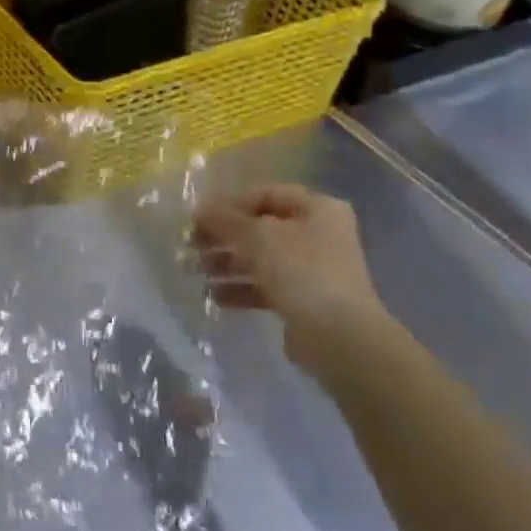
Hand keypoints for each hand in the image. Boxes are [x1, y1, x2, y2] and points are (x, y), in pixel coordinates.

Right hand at [192, 184, 388, 370]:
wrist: (339, 336)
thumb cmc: (301, 271)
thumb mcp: (258, 236)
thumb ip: (225, 219)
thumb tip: (199, 209)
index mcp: (317, 209)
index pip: (265, 194)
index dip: (229, 204)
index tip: (199, 219)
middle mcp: (318, 234)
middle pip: (259, 228)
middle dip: (222, 237)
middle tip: (191, 247)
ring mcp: (312, 268)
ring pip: (259, 258)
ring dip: (225, 263)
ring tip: (196, 273)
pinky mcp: (303, 298)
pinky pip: (264, 286)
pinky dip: (239, 288)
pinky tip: (214, 296)